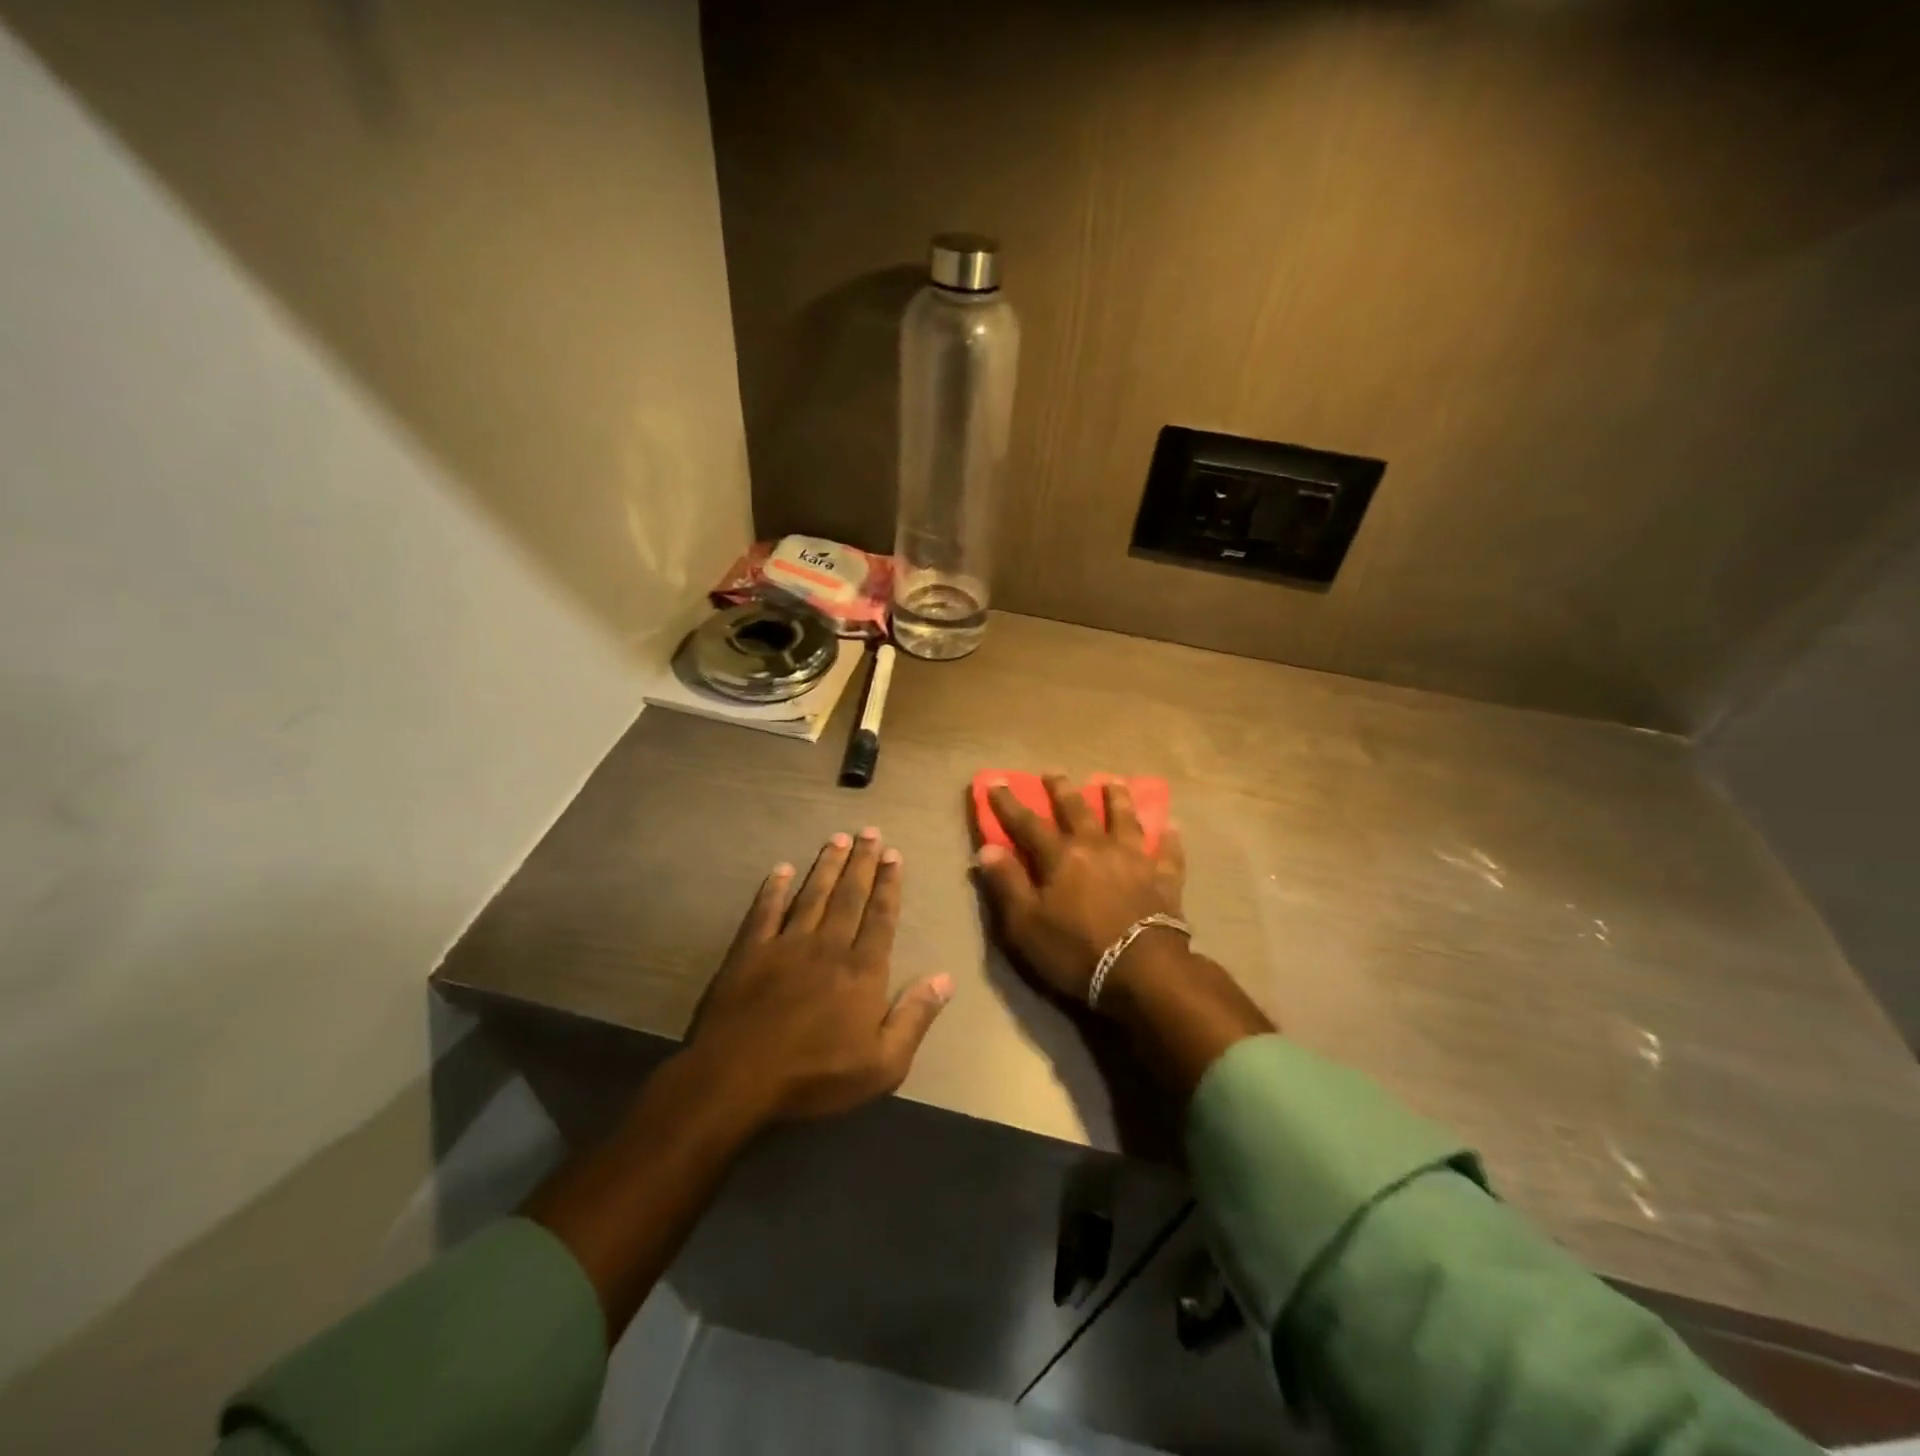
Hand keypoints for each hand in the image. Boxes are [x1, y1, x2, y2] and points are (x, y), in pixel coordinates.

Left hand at [686, 828, 952, 1124]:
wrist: (737, 1080)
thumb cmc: (816, 1077)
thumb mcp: (882, 1064)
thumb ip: (915, 1017)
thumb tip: (946, 978)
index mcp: (862, 970)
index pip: (880, 916)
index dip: (888, 884)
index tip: (893, 854)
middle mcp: (827, 946)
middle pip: (849, 896)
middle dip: (862, 862)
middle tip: (870, 831)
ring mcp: (786, 945)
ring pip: (812, 895)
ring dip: (826, 866)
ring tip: (837, 839)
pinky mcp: (749, 952)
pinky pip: (765, 911)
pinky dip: (773, 889)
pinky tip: (780, 870)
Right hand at [973, 775, 1185, 1005]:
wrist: (1142, 972)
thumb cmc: (1075, 951)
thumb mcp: (1025, 925)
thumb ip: (1007, 884)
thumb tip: (988, 848)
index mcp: (1060, 857)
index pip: (1028, 823)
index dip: (1009, 803)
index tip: (995, 781)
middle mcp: (1097, 847)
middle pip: (1077, 810)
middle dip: (1061, 790)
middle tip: (1053, 772)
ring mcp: (1134, 860)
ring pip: (1125, 819)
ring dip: (1117, 798)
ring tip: (1112, 781)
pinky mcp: (1164, 880)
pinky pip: (1168, 853)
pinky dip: (1169, 838)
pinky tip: (1171, 826)